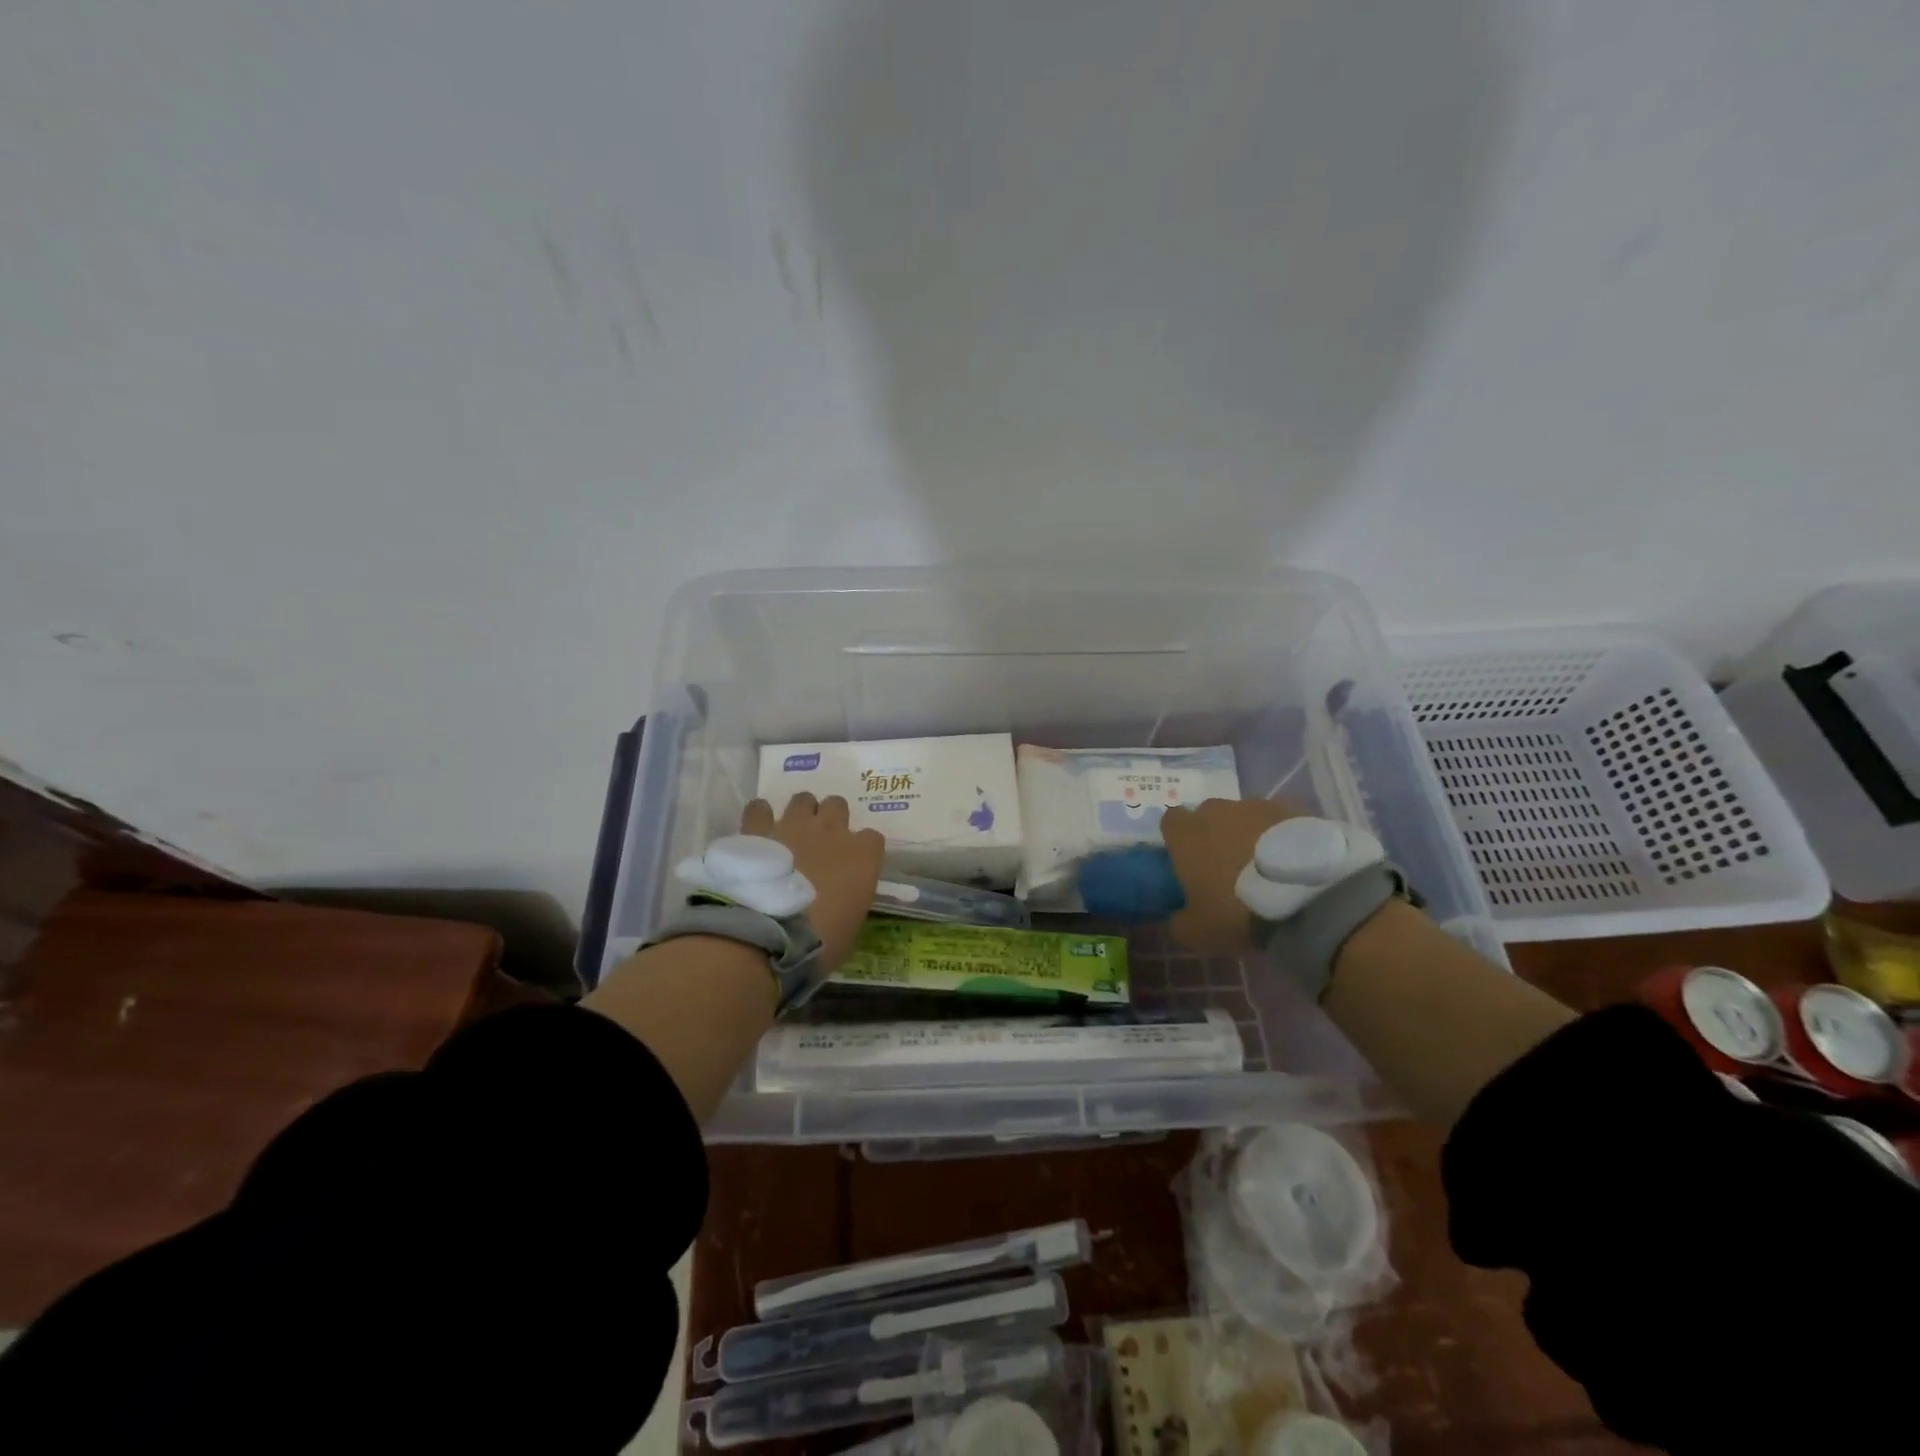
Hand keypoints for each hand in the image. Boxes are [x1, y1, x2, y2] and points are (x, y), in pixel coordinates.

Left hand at [741, 794, 883, 970]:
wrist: (768, 935)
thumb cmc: (820, 941)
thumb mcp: (851, 928)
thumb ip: (851, 901)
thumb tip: (842, 901)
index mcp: (863, 856)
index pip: (873, 838)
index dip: (863, 851)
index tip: (854, 867)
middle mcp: (832, 831)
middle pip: (838, 806)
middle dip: (831, 820)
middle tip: (820, 843)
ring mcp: (794, 825)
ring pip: (803, 799)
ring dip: (800, 813)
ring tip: (790, 833)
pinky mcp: (759, 829)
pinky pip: (760, 808)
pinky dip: (760, 817)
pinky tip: (757, 832)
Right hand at [1160, 797, 1302, 951]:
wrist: (1310, 899)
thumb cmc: (1239, 911)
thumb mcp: (1197, 933)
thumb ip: (1179, 922)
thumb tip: (1178, 918)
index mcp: (1187, 834)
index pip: (1171, 821)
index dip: (1178, 839)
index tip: (1188, 862)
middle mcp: (1218, 811)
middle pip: (1209, 815)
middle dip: (1214, 834)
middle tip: (1227, 867)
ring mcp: (1259, 806)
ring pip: (1246, 815)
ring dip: (1249, 833)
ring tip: (1267, 867)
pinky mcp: (1296, 810)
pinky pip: (1280, 821)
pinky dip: (1282, 836)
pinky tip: (1295, 862)